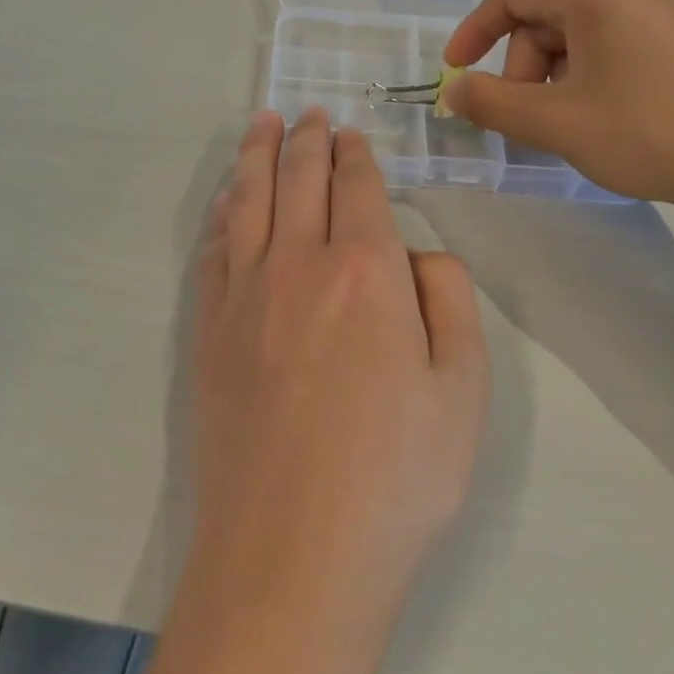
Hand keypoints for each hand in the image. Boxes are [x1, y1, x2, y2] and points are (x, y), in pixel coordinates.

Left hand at [186, 108, 490, 645]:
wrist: (292, 559)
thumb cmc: (397, 479)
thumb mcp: (464, 389)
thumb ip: (448, 301)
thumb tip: (417, 255)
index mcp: (366, 269)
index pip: (358, 188)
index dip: (357, 155)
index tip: (352, 134)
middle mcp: (298, 264)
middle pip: (299, 181)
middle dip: (307, 140)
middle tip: (308, 113)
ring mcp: (244, 297)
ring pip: (249, 201)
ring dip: (257, 157)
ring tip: (262, 125)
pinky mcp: (209, 333)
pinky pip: (214, 249)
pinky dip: (224, 211)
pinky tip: (229, 199)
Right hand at [440, 0, 673, 213]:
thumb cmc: (650, 133)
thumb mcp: (556, 123)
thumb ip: (492, 104)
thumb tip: (453, 91)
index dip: (473, 34)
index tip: (454, 73)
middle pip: (545, 16)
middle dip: (524, 69)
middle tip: (531, 122)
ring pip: (578, 31)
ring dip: (555, 76)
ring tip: (569, 125)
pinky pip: (612, 38)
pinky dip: (589, 73)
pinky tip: (603, 114)